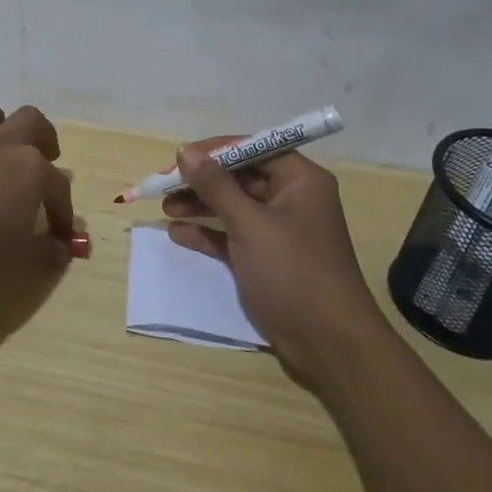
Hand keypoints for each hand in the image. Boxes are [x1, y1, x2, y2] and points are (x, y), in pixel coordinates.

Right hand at [163, 141, 387, 378]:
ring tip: (164, 208)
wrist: (329, 343)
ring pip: (233, 207)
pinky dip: (208, 233)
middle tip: (163, 185)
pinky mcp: (267, 260)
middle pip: (241, 177)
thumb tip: (186, 151)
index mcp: (300, 180)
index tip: (179, 157)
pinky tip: (178, 233)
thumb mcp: (250, 224)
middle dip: (202, 180)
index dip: (215, 150)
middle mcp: (291, 199)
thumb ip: (216, 186)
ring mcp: (279, 231)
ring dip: (200, 205)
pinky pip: (232, 236)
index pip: (254, 149)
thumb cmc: (294, 271)